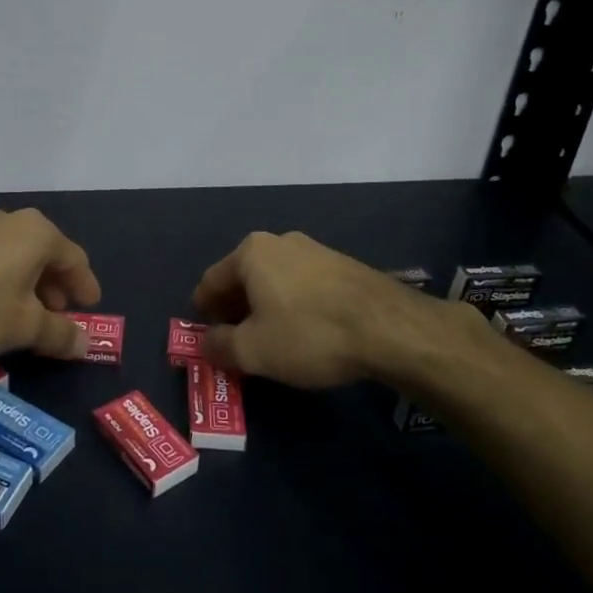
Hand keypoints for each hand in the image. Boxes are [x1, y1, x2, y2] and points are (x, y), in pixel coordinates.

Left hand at [0, 209, 101, 359]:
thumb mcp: (25, 326)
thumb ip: (59, 334)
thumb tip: (84, 345)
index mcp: (38, 232)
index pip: (74, 259)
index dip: (85, 286)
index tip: (90, 307)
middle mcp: (11, 221)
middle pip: (45, 255)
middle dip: (55, 288)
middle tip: (58, 316)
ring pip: (17, 258)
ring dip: (28, 286)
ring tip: (26, 317)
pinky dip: (3, 282)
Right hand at [192, 230, 439, 387]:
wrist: (388, 327)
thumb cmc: (309, 334)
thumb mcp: (253, 351)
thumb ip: (220, 346)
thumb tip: (206, 342)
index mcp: (250, 253)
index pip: (210, 282)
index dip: (203, 313)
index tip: (207, 338)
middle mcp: (279, 241)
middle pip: (243, 279)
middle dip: (235, 311)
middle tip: (236, 344)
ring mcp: (314, 250)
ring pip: (274, 282)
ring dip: (265, 309)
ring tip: (270, 342)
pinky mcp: (342, 265)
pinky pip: (302, 286)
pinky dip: (292, 306)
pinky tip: (304, 333)